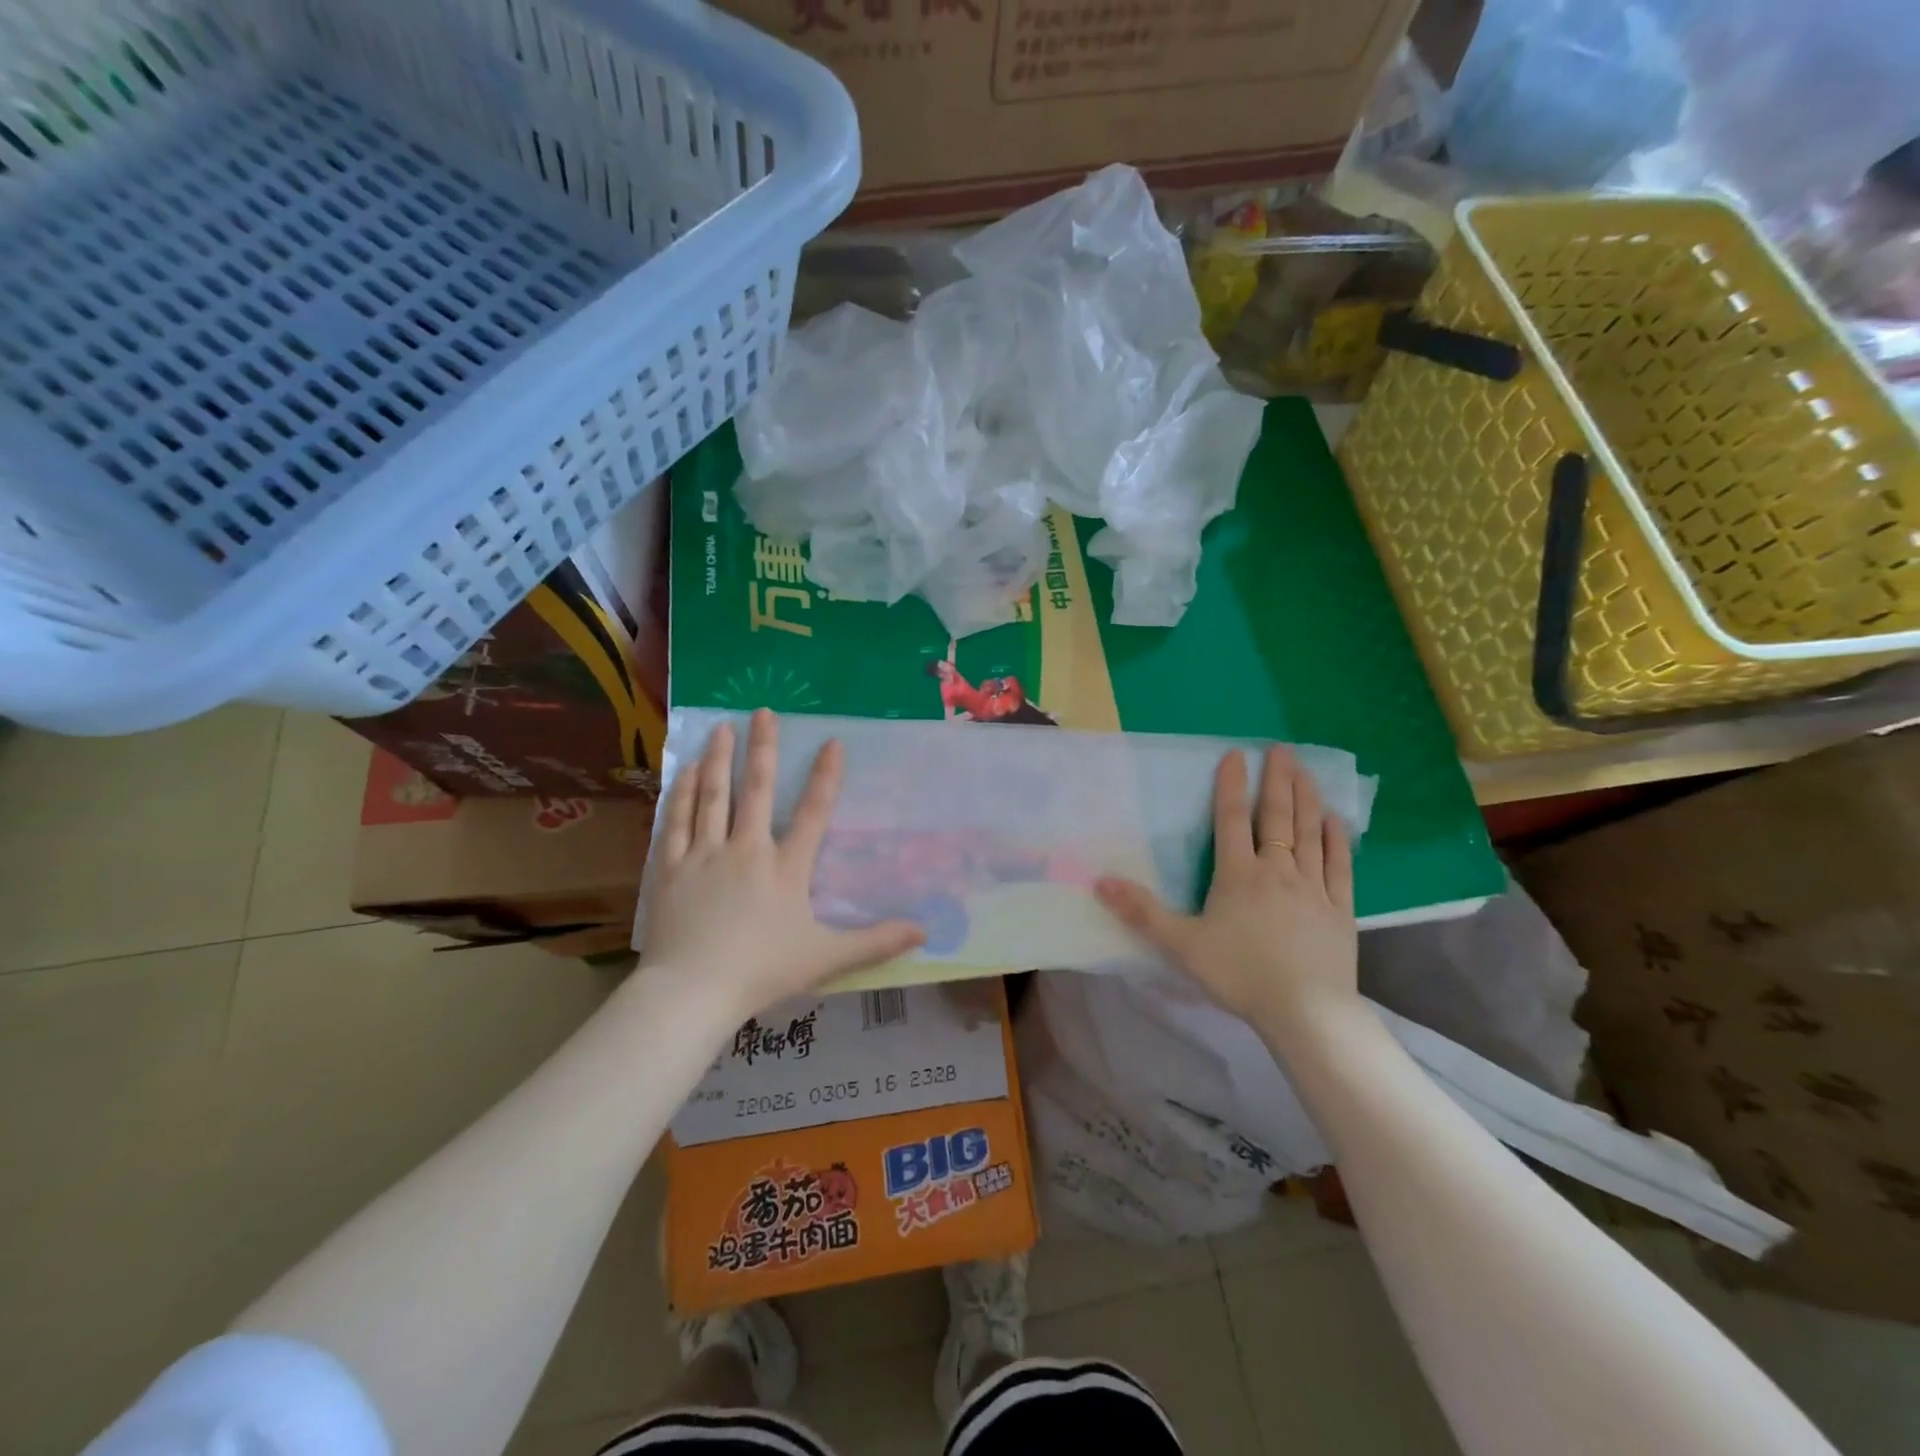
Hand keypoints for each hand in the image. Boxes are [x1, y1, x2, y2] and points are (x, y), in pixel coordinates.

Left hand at [640, 709, 925, 1019]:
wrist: (692, 991)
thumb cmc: (761, 972)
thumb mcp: (826, 958)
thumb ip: (876, 942)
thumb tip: (925, 930)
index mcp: (785, 868)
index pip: (813, 813)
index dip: (825, 776)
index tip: (831, 741)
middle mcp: (745, 850)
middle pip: (756, 790)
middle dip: (763, 748)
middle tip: (763, 710)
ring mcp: (704, 856)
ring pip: (713, 797)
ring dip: (719, 760)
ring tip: (722, 727)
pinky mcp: (671, 869)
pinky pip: (677, 822)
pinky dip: (682, 794)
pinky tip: (685, 772)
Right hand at [1094, 745, 1357, 1031]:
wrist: (1305, 1011)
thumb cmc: (1239, 974)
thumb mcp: (1181, 945)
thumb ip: (1142, 912)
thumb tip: (1100, 882)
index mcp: (1238, 875)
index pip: (1232, 820)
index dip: (1231, 786)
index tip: (1236, 754)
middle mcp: (1277, 871)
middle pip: (1277, 817)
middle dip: (1278, 780)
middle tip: (1282, 749)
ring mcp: (1313, 888)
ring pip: (1309, 833)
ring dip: (1306, 798)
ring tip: (1306, 770)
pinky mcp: (1339, 909)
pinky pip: (1339, 866)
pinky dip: (1336, 840)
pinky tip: (1335, 820)